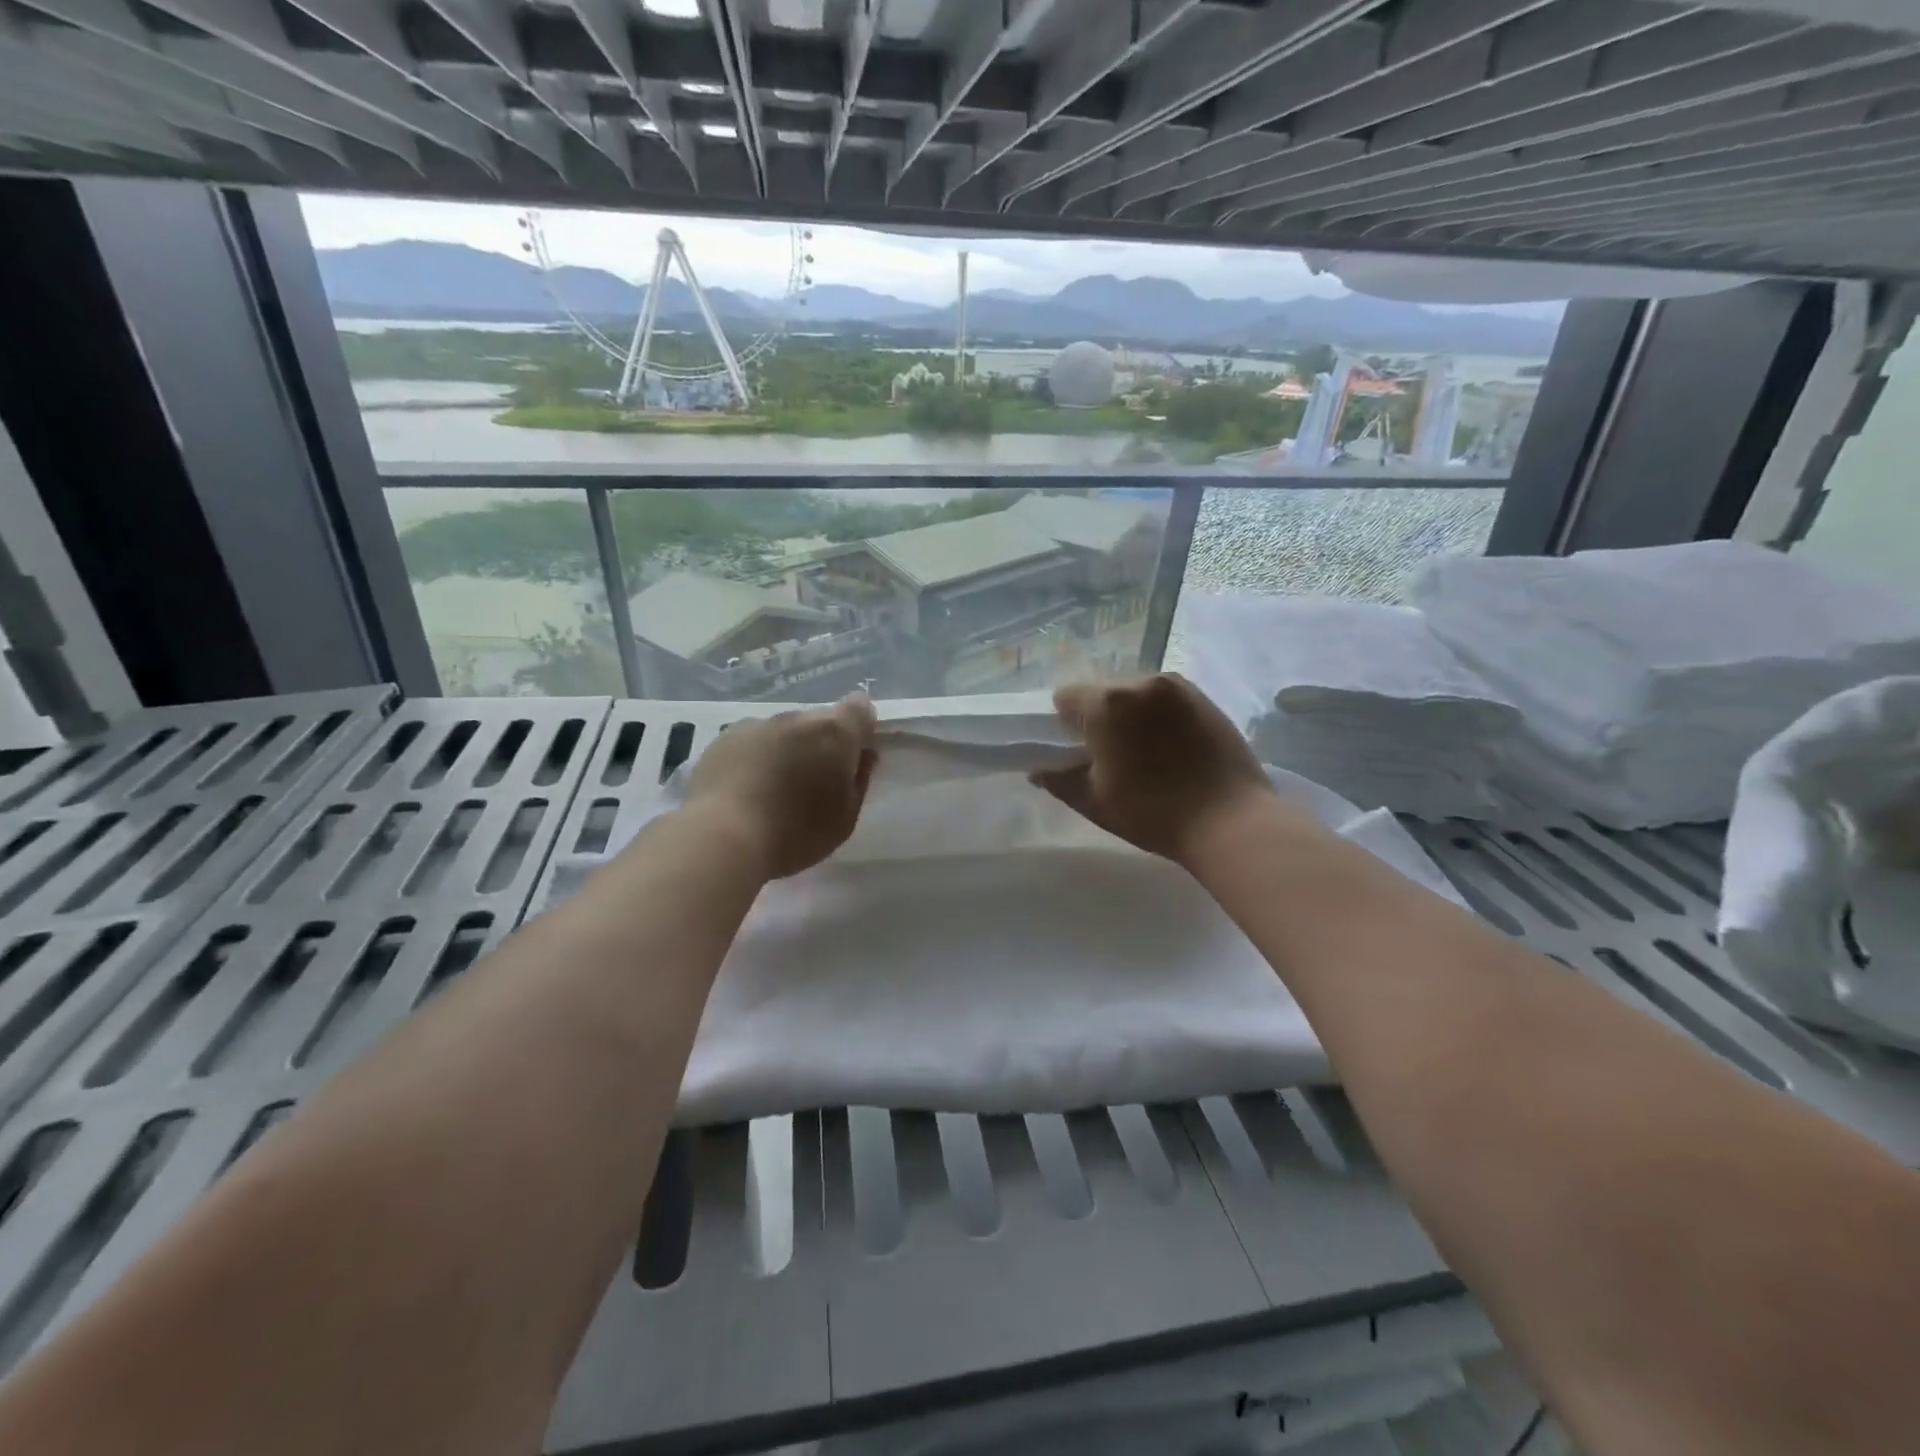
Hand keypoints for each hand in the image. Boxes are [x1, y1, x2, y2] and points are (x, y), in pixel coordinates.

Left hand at [682, 696, 877, 878]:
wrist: (721, 838)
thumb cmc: (795, 833)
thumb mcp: (845, 819)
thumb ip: (860, 780)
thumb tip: (863, 755)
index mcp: (834, 733)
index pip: (860, 708)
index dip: (861, 728)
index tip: (855, 756)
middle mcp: (796, 718)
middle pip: (820, 721)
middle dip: (822, 743)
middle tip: (814, 782)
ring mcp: (756, 725)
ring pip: (784, 731)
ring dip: (787, 749)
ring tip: (774, 789)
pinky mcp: (723, 739)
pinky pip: (752, 742)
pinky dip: (756, 758)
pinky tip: (745, 790)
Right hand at [1031, 674, 1277, 865]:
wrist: (1230, 821)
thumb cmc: (1153, 813)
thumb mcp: (1095, 802)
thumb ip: (1060, 781)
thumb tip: (1038, 771)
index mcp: (1106, 703)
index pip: (1066, 697)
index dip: (1064, 724)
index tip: (1078, 752)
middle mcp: (1140, 682)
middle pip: (1102, 690)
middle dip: (1098, 716)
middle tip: (1111, 755)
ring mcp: (1177, 687)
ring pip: (1134, 692)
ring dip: (1130, 714)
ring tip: (1146, 752)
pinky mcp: (1204, 697)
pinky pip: (1164, 698)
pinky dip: (1158, 715)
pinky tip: (1171, 747)